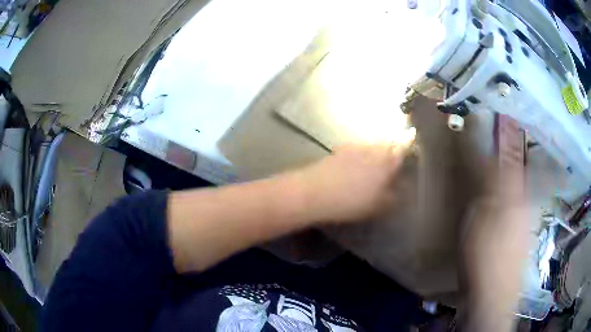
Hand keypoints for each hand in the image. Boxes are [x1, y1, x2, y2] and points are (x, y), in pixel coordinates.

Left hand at [294, 131, 414, 222]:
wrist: (314, 192)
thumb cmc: (351, 201)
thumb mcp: (378, 205)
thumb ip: (394, 196)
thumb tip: (405, 190)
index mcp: (385, 161)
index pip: (402, 146)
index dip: (409, 140)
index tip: (413, 133)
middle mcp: (372, 149)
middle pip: (387, 142)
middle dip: (394, 145)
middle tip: (397, 153)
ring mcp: (354, 147)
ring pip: (372, 144)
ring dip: (378, 149)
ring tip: (378, 161)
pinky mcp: (339, 151)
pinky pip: (357, 148)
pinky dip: (363, 153)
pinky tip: (358, 163)